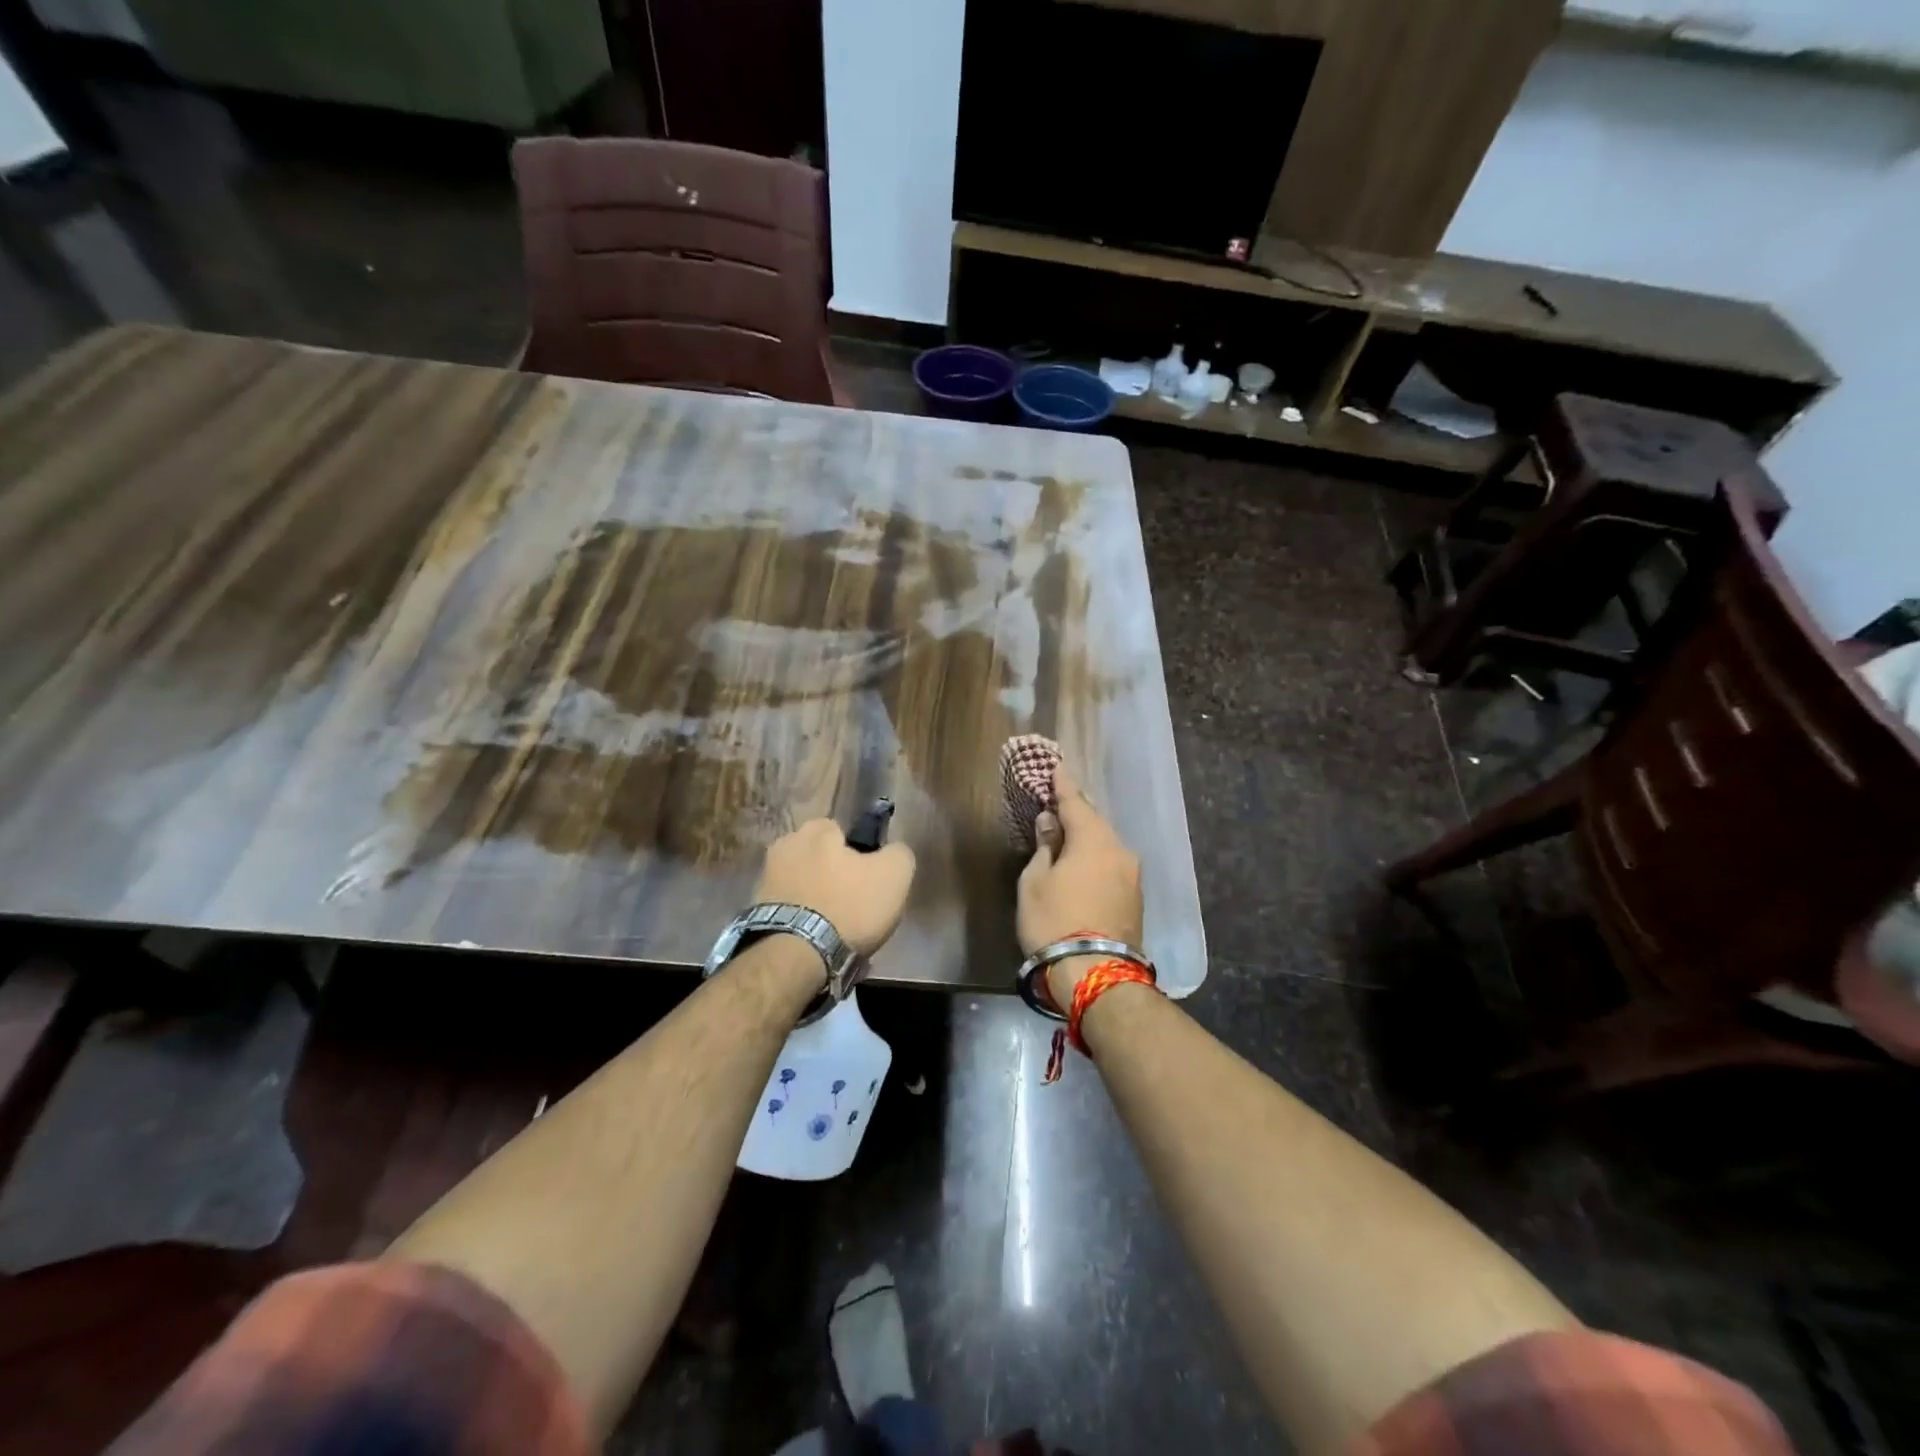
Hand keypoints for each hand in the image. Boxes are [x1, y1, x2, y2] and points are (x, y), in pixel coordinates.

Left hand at [754, 819, 916, 957]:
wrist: (797, 957)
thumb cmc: (849, 906)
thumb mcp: (895, 874)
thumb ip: (898, 853)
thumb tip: (892, 852)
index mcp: (814, 832)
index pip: (840, 831)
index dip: (858, 853)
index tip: (869, 878)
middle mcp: (783, 848)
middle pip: (819, 860)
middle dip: (835, 878)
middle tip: (856, 908)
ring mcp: (764, 883)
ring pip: (805, 889)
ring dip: (820, 905)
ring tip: (840, 935)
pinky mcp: (755, 916)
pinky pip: (791, 915)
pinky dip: (805, 927)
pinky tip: (821, 947)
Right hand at [1016, 766, 1142, 1008]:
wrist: (1096, 975)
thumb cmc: (1054, 922)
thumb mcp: (1034, 882)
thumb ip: (1044, 847)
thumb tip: (1050, 822)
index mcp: (1093, 840)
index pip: (1075, 802)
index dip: (1062, 785)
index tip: (1057, 766)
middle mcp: (1119, 850)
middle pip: (1094, 823)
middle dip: (1077, 811)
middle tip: (1059, 800)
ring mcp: (1132, 875)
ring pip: (1106, 845)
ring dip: (1087, 837)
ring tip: (1068, 834)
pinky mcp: (1136, 898)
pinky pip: (1112, 864)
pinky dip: (1096, 858)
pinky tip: (1083, 863)